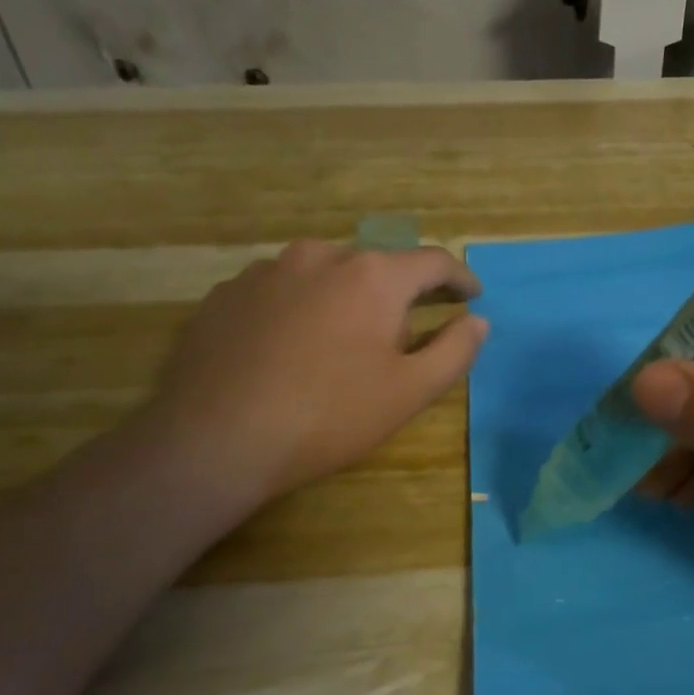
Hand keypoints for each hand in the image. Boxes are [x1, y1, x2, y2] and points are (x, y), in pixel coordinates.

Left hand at [142, 240, 486, 514]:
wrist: (215, 438)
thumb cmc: (329, 416)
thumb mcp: (409, 392)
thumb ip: (454, 351)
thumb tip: (477, 321)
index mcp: (372, 276)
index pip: (432, 262)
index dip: (460, 278)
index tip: (473, 295)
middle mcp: (319, 256)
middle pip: (376, 268)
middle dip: (397, 298)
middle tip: (400, 343)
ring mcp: (265, 271)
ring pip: (324, 277)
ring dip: (345, 302)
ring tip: (340, 349)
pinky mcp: (225, 294)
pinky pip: (281, 293)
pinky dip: (300, 312)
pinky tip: (289, 353)